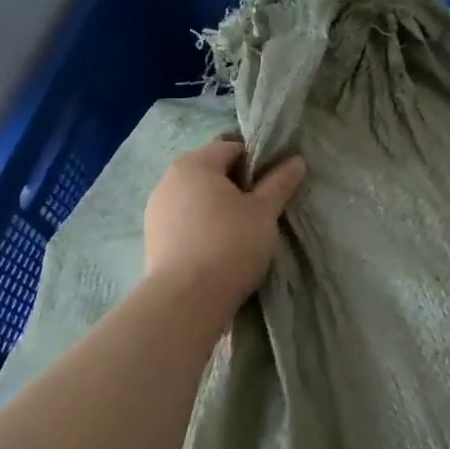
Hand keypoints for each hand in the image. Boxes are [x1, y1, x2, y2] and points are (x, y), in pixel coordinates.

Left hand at [142, 139, 304, 310]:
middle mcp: (169, 180)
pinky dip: (202, 226)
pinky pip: (184, 221)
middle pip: (211, 172)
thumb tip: (296, 160)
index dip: (257, 162)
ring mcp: (156, 210)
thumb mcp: (265, 211)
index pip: (232, 148)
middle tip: (261, 209)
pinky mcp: (152, 239)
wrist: (186, 300)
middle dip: (236, 185)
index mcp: (195, 164)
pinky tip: (218, 247)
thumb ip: (280, 182)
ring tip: (240, 231)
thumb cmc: (230, 243)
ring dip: (218, 207)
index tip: (273, 186)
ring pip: (196, 198)